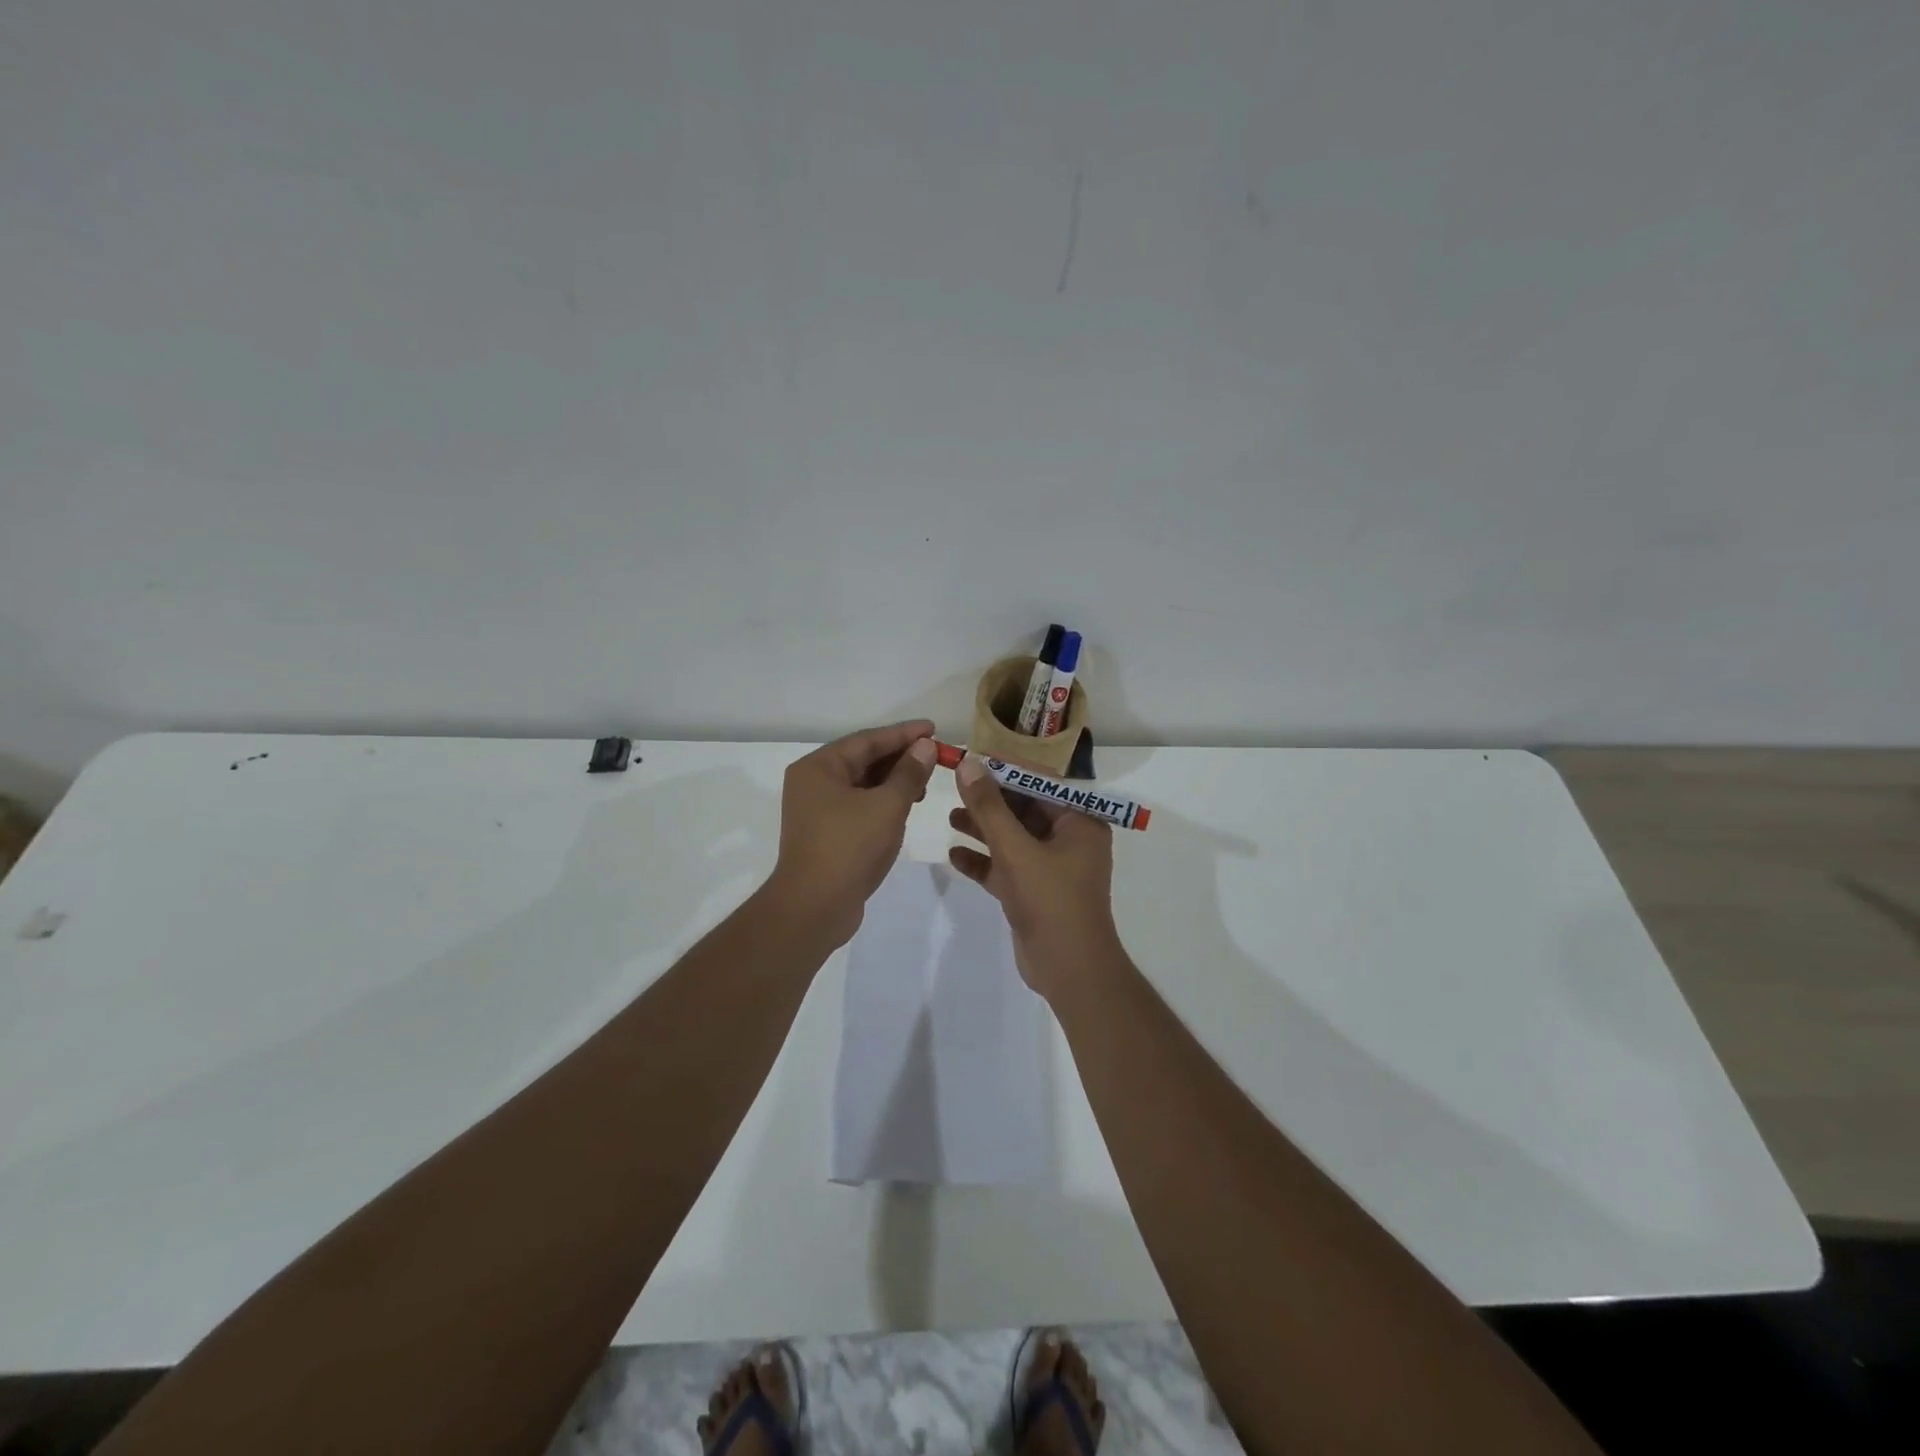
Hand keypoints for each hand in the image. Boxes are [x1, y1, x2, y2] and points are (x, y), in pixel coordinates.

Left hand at [765, 720, 937, 946]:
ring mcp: (817, 810)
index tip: (934, 729)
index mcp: (819, 767)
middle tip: (936, 756)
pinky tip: (906, 806)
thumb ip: (909, 773)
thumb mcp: (887, 806)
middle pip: (863, 760)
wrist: (814, 908)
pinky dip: (883, 802)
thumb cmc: (849, 848)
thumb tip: (925, 746)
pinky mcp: (826, 833)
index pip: (867, 740)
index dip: (903, 734)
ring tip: (925, 782)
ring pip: (862, 784)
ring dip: (894, 781)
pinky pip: (859, 806)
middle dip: (900, 757)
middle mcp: (813, 783)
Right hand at [948, 757, 1121, 996]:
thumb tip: (968, 764)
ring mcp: (1051, 867)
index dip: (1006, 769)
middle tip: (954, 785)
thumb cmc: (1051, 901)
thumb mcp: (1016, 850)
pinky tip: (954, 855)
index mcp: (1079, 821)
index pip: (1040, 782)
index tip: (972, 758)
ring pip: (1013, 838)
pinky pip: (1006, 867)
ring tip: (950, 817)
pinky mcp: (1034, 891)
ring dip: (983, 828)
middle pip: (1024, 808)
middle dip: (990, 799)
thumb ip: (990, 807)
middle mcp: (1069, 839)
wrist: (1069, 971)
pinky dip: (983, 861)